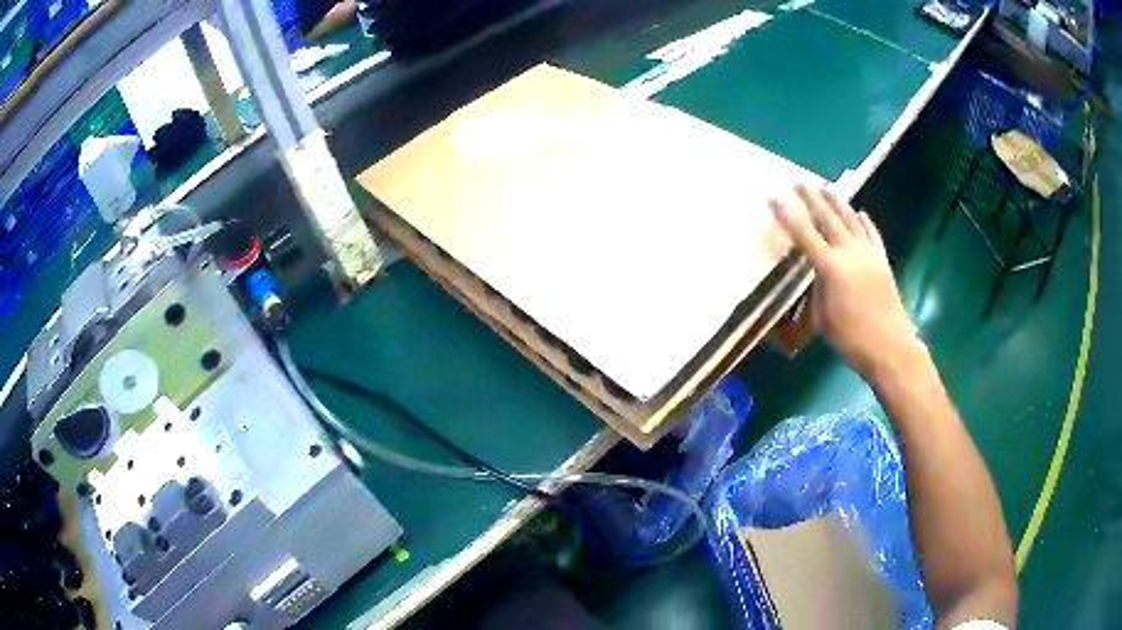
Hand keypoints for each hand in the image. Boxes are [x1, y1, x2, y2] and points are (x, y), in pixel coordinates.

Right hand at [770, 185, 923, 378]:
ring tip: (825, 186)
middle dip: (811, 198)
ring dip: (837, 201)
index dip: (788, 215)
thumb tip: (818, 272)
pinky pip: (872, 234)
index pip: (804, 235)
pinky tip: (861, 212)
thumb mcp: (823, 318)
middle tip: (798, 181)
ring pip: (851, 220)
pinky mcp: (882, 261)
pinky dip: (866, 222)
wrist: (890, 348)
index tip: (775, 197)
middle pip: (828, 218)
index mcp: (830, 268)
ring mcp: (869, 254)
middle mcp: (850, 253)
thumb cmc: (851, 339)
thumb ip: (818, 288)